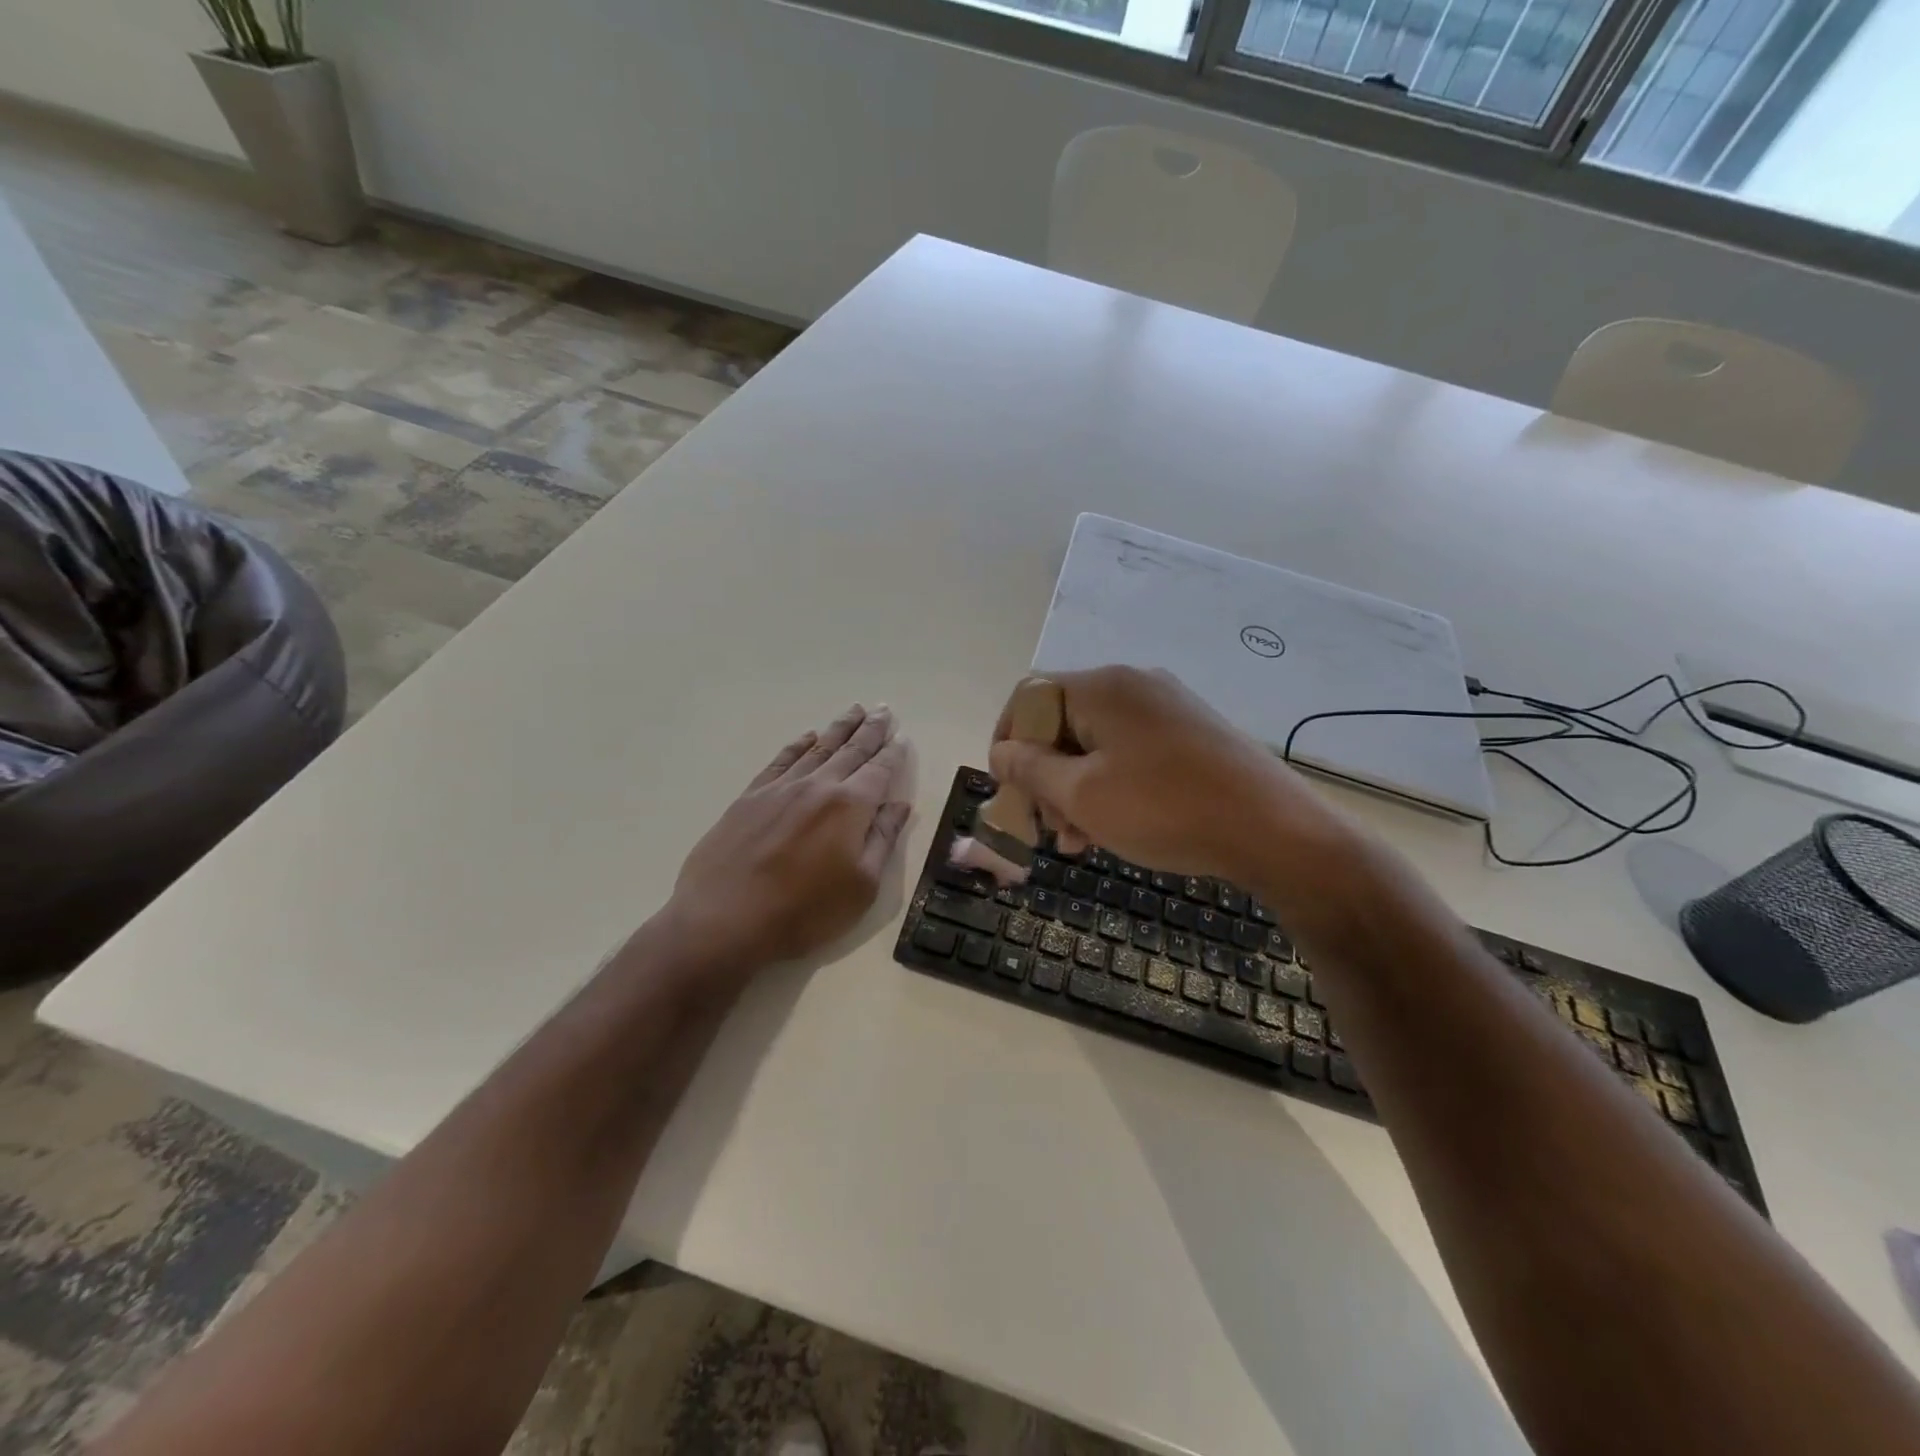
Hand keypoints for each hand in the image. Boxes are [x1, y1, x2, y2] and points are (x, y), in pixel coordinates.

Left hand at [661, 704, 910, 971]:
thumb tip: (900, 805)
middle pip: (850, 750)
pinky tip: (807, 736)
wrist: (724, 920)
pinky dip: (798, 745)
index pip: (879, 770)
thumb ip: (882, 840)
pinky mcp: (750, 797)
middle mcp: (818, 786)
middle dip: (870, 729)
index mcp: (850, 806)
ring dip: (839, 728)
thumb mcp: (861, 886)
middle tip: (883, 709)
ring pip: (817, 748)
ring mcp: (780, 788)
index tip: (902, 737)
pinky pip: (781, 760)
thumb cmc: (804, 911)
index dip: (893, 754)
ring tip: (854, 710)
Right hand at [988, 666, 1329, 880]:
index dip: (1007, 742)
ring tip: (1078, 840)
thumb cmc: (1165, 809)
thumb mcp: (1082, 795)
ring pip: (1096, 742)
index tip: (1008, 791)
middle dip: (1044, 776)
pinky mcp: (1191, 733)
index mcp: (1102, 686)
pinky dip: (1110, 784)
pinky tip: (1113, 826)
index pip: (1029, 697)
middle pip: (1062, 722)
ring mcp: (1167, 707)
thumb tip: (1000, 751)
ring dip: (1075, 788)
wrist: (1274, 830)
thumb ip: (1030, 769)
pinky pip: (1130, 751)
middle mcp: (1134, 684)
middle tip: (1048, 829)